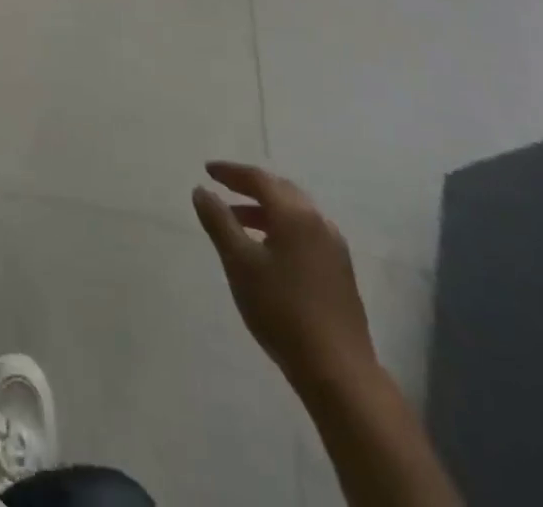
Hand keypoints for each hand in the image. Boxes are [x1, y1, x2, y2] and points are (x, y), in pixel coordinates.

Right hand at [192, 161, 374, 394]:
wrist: (339, 373)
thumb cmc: (282, 311)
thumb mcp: (239, 263)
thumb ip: (218, 222)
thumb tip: (201, 191)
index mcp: (295, 215)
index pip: (259, 179)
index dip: (230, 172)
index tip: (208, 170)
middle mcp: (319, 223)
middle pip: (281, 191)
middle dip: (250, 186)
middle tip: (224, 188)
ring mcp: (334, 249)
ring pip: (295, 214)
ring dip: (265, 210)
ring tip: (238, 221)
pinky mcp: (340, 272)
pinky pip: (305, 233)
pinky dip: (281, 228)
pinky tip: (268, 250)